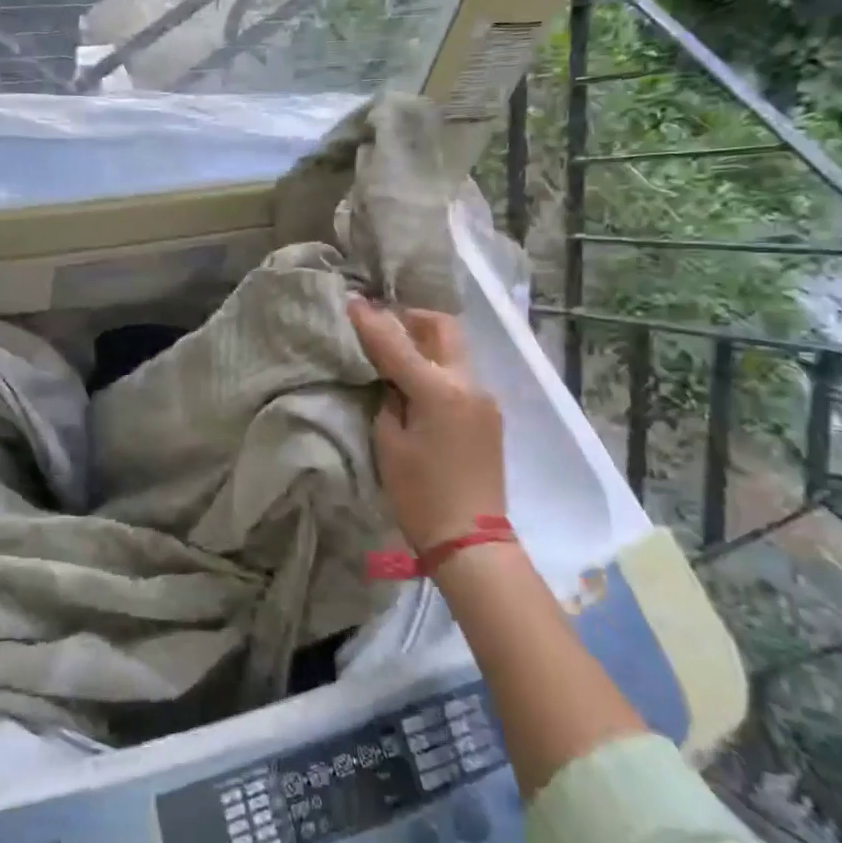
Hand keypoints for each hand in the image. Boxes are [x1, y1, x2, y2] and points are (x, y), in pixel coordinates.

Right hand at [347, 297, 505, 552]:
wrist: (471, 541)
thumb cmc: (420, 495)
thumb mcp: (389, 444)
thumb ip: (389, 400)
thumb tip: (392, 381)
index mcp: (439, 390)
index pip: (397, 344)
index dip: (371, 322)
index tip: (352, 302)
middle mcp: (468, 384)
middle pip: (443, 328)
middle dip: (412, 318)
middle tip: (383, 325)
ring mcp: (484, 398)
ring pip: (454, 350)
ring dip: (425, 343)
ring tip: (396, 353)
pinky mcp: (489, 415)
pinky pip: (460, 375)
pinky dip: (437, 367)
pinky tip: (417, 384)